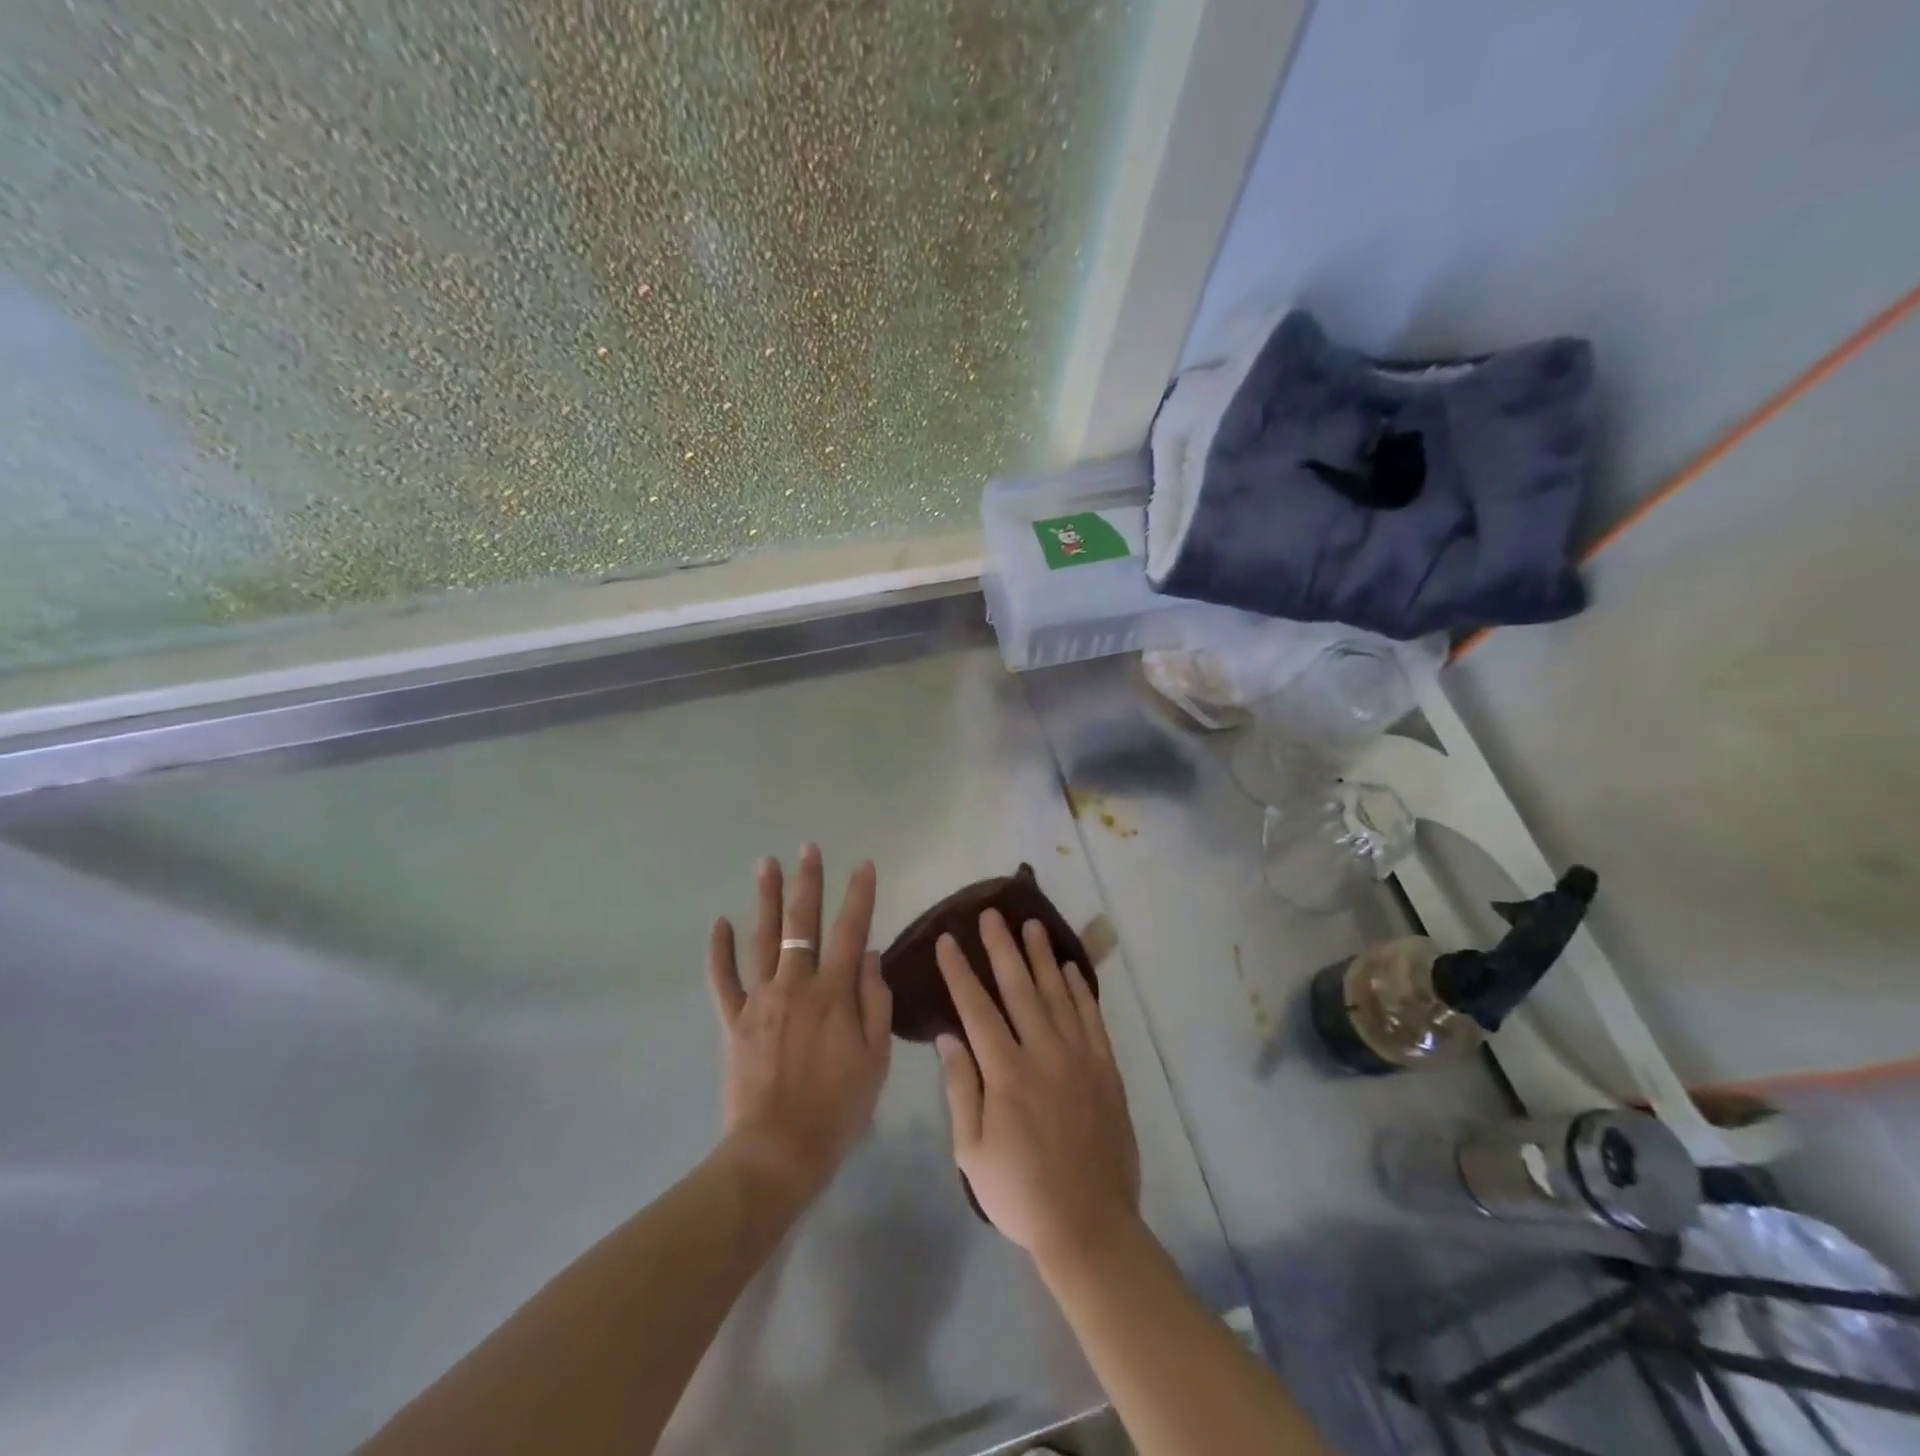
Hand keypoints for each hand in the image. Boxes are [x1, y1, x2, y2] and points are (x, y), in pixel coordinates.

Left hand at [706, 845, 892, 1201]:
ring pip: (761, 939)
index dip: (859, 895)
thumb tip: (867, 954)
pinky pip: (722, 980)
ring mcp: (760, 1000)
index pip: (850, 930)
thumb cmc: (838, 1107)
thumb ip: (874, 1000)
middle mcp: (796, 984)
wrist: (778, 1151)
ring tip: (765, 863)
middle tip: (808, 848)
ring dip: (765, 898)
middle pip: (802, 923)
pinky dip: (719, 951)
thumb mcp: (876, 1057)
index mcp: (834, 993)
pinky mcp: (734, 1021)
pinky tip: (719, 922)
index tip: (863, 864)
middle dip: (807, 882)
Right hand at [935, 910, 1140, 1269]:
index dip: (960, 972)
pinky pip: (1092, 1018)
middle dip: (1002, 948)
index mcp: (1006, 1073)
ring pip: (1057, 993)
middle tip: (991, 913)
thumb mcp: (971, 1151)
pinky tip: (1071, 968)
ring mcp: (1079, 1058)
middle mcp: (1043, 1053)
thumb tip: (947, 1037)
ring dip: (1042, 956)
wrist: (1089, 1225)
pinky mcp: (1106, 1069)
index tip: (947, 940)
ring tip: (1031, 924)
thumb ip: (960, 1088)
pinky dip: (1081, 989)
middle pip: (1019, 988)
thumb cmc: (1019, 1192)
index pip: (977, 1009)